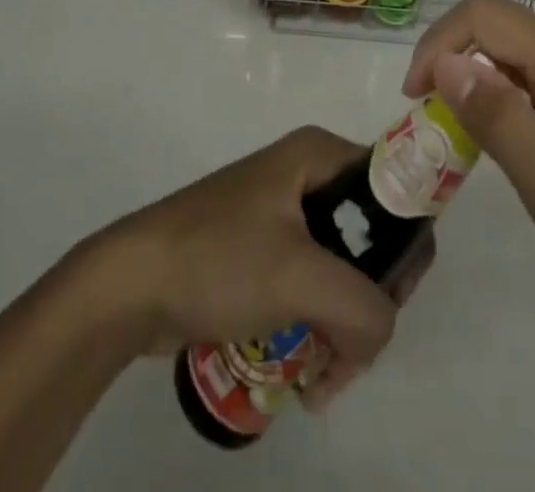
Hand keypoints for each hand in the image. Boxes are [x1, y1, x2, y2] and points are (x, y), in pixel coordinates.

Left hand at [80, 126, 429, 408]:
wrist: (130, 284)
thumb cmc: (217, 258)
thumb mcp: (299, 277)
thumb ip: (363, 307)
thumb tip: (381, 333)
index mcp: (320, 154)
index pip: (395, 191)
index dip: (405, 246)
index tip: (391, 304)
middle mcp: (308, 173)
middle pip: (372, 238)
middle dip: (370, 303)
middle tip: (353, 353)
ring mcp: (283, 213)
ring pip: (343, 270)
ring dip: (343, 328)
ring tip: (323, 379)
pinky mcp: (264, 250)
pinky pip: (312, 286)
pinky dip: (318, 327)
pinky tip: (305, 374)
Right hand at [404, 0, 534, 330]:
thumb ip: (502, 124)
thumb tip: (444, 62)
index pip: (484, 14)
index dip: (437, 44)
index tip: (418, 100)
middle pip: (505, 35)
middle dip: (472, 84)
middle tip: (473, 157)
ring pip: (528, 53)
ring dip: (505, 97)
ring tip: (533, 169)